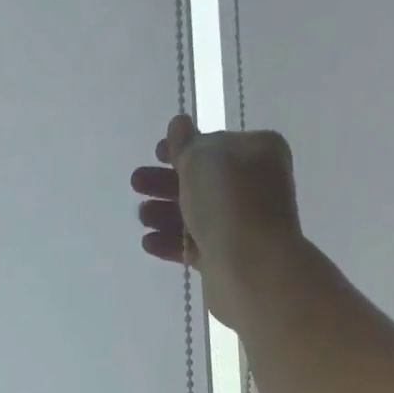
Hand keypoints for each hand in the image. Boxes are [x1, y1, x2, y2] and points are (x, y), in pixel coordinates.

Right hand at [130, 114, 303, 322]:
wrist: (251, 267)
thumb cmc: (229, 202)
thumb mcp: (201, 159)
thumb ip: (185, 143)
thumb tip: (178, 125)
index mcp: (256, 152)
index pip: (215, 145)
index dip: (184, 147)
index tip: (156, 153)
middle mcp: (253, 186)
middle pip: (202, 181)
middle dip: (166, 183)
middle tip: (136, 184)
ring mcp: (241, 225)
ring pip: (196, 214)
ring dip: (165, 213)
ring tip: (141, 217)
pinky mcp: (226, 258)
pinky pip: (194, 245)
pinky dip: (171, 242)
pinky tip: (148, 243)